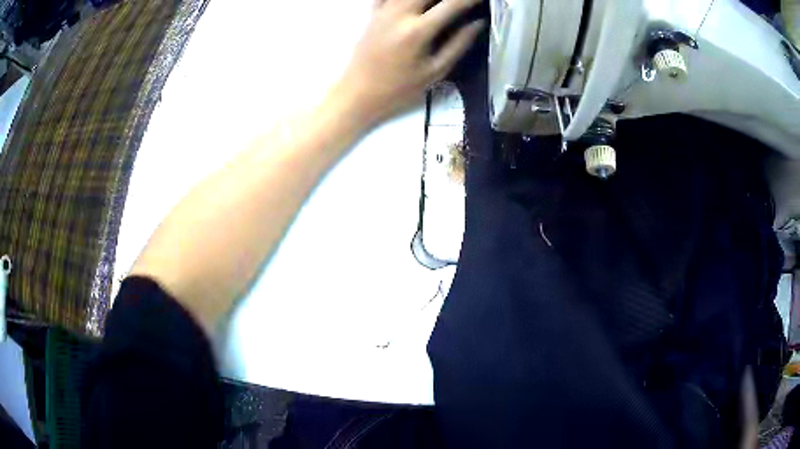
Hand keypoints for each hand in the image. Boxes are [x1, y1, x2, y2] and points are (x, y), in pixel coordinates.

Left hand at [334, 0, 484, 125]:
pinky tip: (415, 4)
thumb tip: (478, 24)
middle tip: (461, 1)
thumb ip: (458, 44)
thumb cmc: (398, 89)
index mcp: (419, 30)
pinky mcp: (372, 13)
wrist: (357, 93)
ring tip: (439, 4)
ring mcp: (383, 11)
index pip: (452, 4)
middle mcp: (400, 14)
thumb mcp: (435, 72)